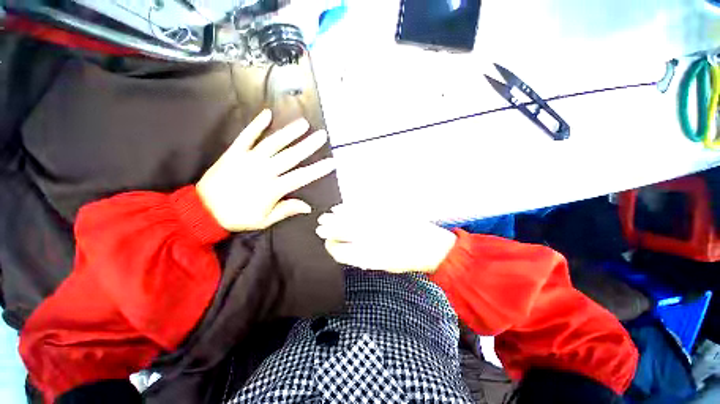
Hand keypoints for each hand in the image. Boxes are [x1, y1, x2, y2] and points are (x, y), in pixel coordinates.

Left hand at [197, 110, 334, 231]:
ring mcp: (248, 159)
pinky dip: (256, 125)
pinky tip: (267, 114)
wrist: (203, 210)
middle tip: (322, 135)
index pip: (301, 177)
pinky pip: (246, 136)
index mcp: (272, 189)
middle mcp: (263, 171)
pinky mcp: (234, 153)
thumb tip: (308, 207)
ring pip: (273, 143)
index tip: (331, 162)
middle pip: (290, 156)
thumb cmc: (237, 217)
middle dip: (308, 146)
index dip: (317, 170)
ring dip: (289, 133)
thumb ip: (286, 210)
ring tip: (303, 124)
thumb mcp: (264, 220)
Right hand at [316, 205, 456, 273]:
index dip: (333, 247)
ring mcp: (379, 224)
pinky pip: (364, 209)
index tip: (326, 244)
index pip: (345, 251)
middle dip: (330, 230)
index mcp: (372, 255)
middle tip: (319, 228)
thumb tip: (345, 250)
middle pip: (346, 232)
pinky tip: (342, 207)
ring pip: (351, 219)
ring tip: (326, 216)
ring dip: (337, 218)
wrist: (432, 246)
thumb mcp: (384, 264)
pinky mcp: (386, 212)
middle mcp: (374, 239)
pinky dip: (350, 208)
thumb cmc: (408, 259)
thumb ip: (364, 257)